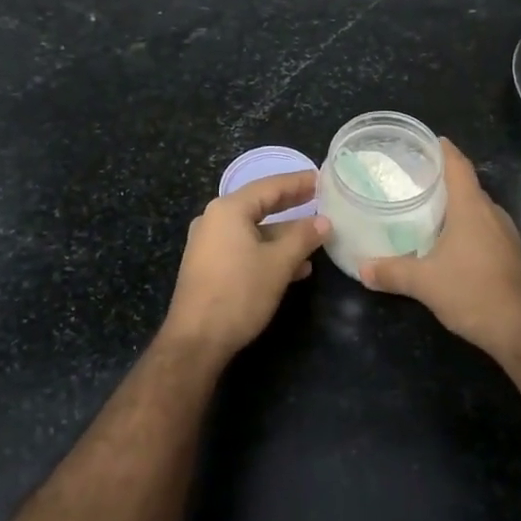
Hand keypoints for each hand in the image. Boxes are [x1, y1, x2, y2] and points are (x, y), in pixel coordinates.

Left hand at [159, 171, 328, 362]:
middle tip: (320, 200)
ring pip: (254, 230)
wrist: (196, 340)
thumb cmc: (239, 293)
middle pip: (260, 205)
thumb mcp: (278, 263)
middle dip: (292, 206)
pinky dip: (268, 252)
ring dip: (284, 235)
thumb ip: (303, 238)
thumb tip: (324, 222)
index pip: (270, 186)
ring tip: (315, 239)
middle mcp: (214, 220)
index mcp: (228, 210)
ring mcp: (209, 244)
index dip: (298, 183)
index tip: (322, 179)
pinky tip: (295, 267)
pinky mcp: (209, 266)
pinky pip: (244, 248)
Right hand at [360, 140, 520, 359]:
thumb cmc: (473, 292)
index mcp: (472, 207)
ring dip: (453, 206)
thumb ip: (391, 272)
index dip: (442, 149)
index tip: (424, 141)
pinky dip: (463, 227)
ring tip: (423, 208)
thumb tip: (362, 268)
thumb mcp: (424, 283)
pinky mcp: (510, 255)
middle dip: (441, 179)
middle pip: (466, 185)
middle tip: (410, 179)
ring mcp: (505, 234)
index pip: (458, 165)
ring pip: (475, 209)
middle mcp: (492, 213)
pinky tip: (446, 242)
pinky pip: (483, 229)